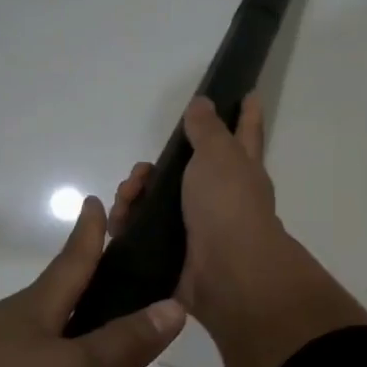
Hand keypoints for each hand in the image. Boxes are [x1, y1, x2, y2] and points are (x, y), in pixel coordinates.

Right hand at [109, 94, 287, 323]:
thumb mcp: (219, 155)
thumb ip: (208, 129)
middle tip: (141, 171)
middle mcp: (222, 197)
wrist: (226, 273)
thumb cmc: (228, 204)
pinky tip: (118, 224)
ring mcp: (199, 227)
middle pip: (186, 170)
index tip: (249, 93)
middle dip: (157, 166)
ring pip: (159, 201)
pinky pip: (144, 233)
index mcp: (241, 169)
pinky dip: (129, 225)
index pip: (245, 132)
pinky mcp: (175, 254)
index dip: (246, 114)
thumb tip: (204, 104)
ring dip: (136, 195)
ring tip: (127, 198)